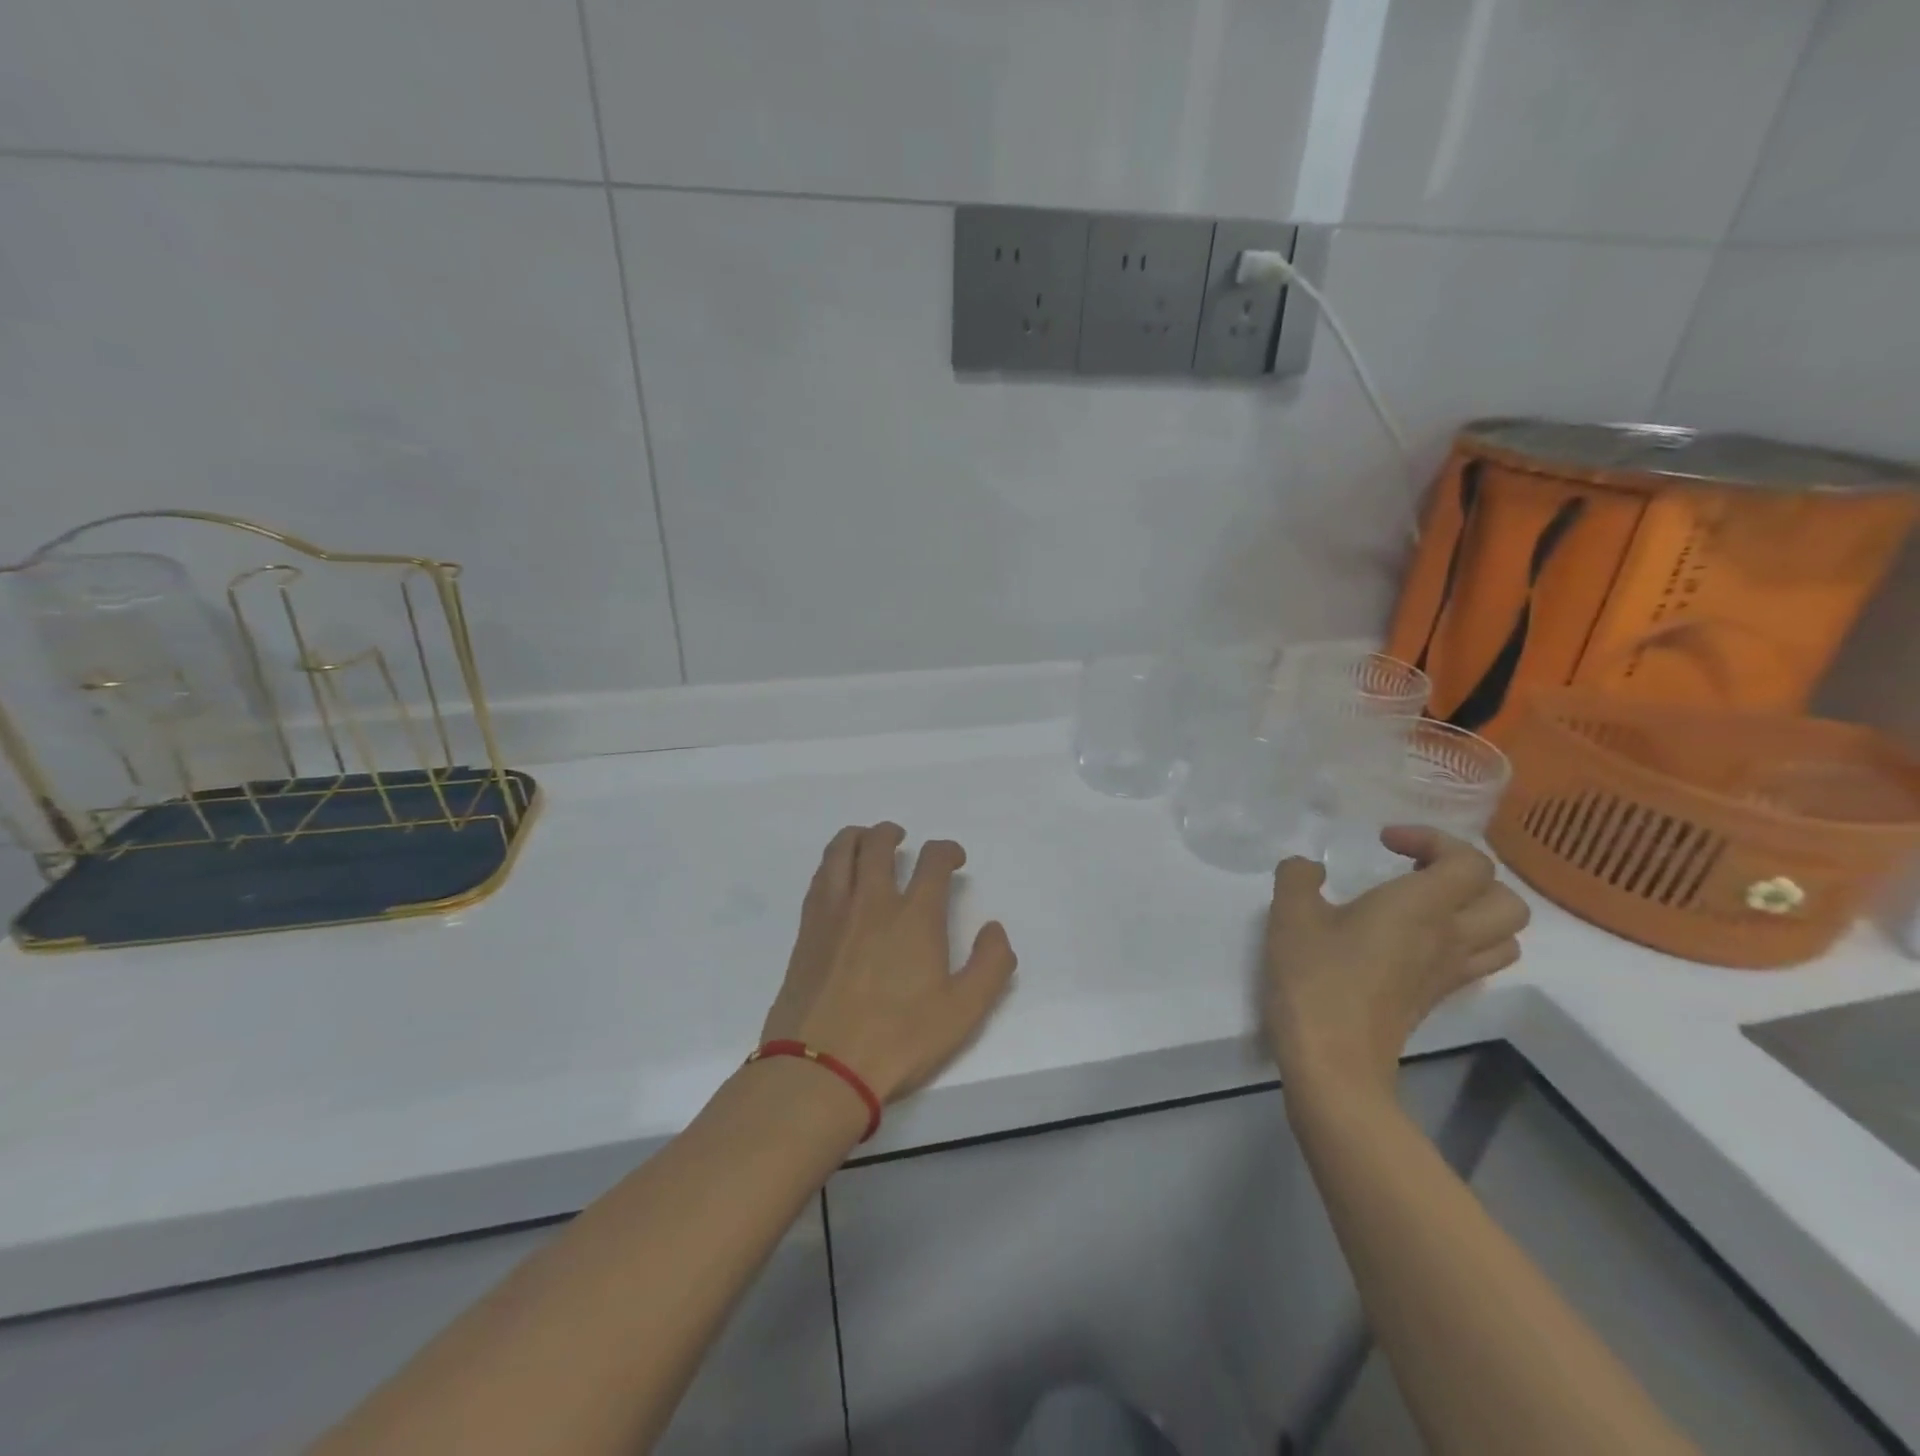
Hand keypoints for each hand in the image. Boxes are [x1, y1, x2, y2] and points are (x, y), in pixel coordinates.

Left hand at [760, 823, 1017, 1104]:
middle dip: (893, 833)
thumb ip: (990, 965)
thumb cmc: (898, 1041)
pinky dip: (832, 863)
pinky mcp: (805, 932)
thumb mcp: (964, 1012)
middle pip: (878, 844)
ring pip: (840, 852)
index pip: (932, 861)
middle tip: (900, 838)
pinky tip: (836, 876)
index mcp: (914, 916)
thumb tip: (994, 929)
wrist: (819, 1069)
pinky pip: (819, 879)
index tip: (953, 858)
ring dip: (856, 837)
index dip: (946, 850)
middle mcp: (871, 902)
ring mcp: (833, 913)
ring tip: (865, 840)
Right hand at [1264, 827, 1528, 1102]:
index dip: (1434, 839)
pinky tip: (1414, 940)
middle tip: (1417, 870)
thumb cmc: (1316, 978)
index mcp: (1422, 907)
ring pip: (1504, 935)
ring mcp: (1450, 973)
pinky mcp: (1437, 999)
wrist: (1334, 1059)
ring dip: (1476, 910)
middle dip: (1468, 874)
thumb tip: (1309, 868)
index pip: (1470, 861)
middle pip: (1506, 899)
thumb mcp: (1290, 915)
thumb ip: (1298, 877)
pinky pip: (1478, 962)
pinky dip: (1463, 941)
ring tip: (1426, 904)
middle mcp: (1451, 937)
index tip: (1385, 842)